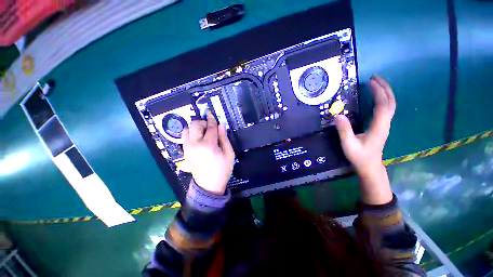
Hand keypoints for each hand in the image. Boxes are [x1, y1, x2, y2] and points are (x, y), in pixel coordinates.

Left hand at [181, 111, 234, 194]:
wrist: (209, 185)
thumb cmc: (222, 169)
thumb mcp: (229, 154)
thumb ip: (224, 138)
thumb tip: (220, 125)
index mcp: (208, 145)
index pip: (210, 127)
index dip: (211, 119)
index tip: (210, 112)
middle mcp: (195, 145)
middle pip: (194, 125)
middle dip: (202, 123)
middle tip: (210, 128)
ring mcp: (187, 148)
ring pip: (186, 129)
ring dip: (195, 128)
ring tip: (203, 133)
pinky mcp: (184, 152)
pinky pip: (184, 137)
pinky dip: (190, 134)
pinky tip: (198, 139)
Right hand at [335, 75, 395, 204]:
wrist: (369, 166)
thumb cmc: (359, 156)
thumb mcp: (348, 144)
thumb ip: (344, 130)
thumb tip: (338, 115)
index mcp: (378, 126)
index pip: (382, 105)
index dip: (378, 92)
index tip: (370, 82)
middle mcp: (385, 123)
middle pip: (390, 102)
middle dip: (384, 88)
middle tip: (374, 77)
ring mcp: (385, 124)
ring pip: (391, 105)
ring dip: (386, 92)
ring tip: (376, 83)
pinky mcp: (382, 126)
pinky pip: (386, 109)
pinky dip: (384, 99)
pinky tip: (377, 97)